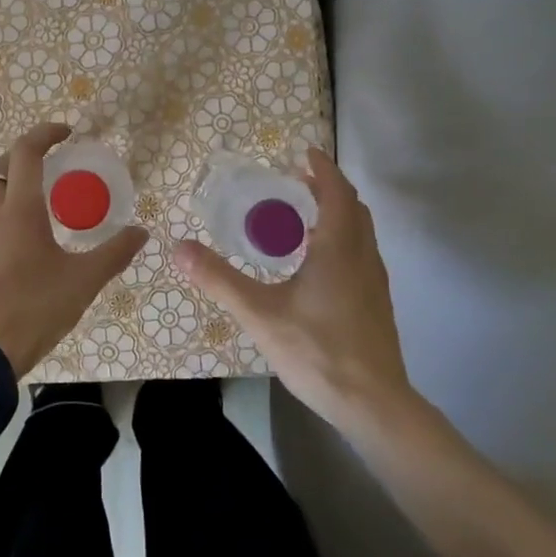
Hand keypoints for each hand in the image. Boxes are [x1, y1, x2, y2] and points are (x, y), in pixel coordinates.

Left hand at [0, 124, 148, 377]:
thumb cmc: (32, 308)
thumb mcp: (82, 283)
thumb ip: (113, 254)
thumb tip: (141, 233)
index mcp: (18, 209)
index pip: (25, 151)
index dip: (44, 133)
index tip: (65, 132)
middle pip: (0, 169)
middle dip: (24, 159)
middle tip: (51, 169)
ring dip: (12, 195)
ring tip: (41, 217)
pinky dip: (1, 225)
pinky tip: (19, 255)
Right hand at [172, 148, 419, 431]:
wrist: (373, 404)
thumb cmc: (318, 351)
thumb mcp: (259, 313)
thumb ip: (219, 279)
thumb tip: (179, 247)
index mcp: (339, 249)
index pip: (336, 193)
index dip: (322, 168)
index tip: (304, 152)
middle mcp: (363, 257)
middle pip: (353, 208)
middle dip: (327, 188)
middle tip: (296, 183)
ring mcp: (375, 282)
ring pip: (361, 233)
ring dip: (336, 214)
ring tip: (301, 219)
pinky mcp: (376, 304)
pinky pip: (361, 254)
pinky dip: (341, 240)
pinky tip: (316, 265)